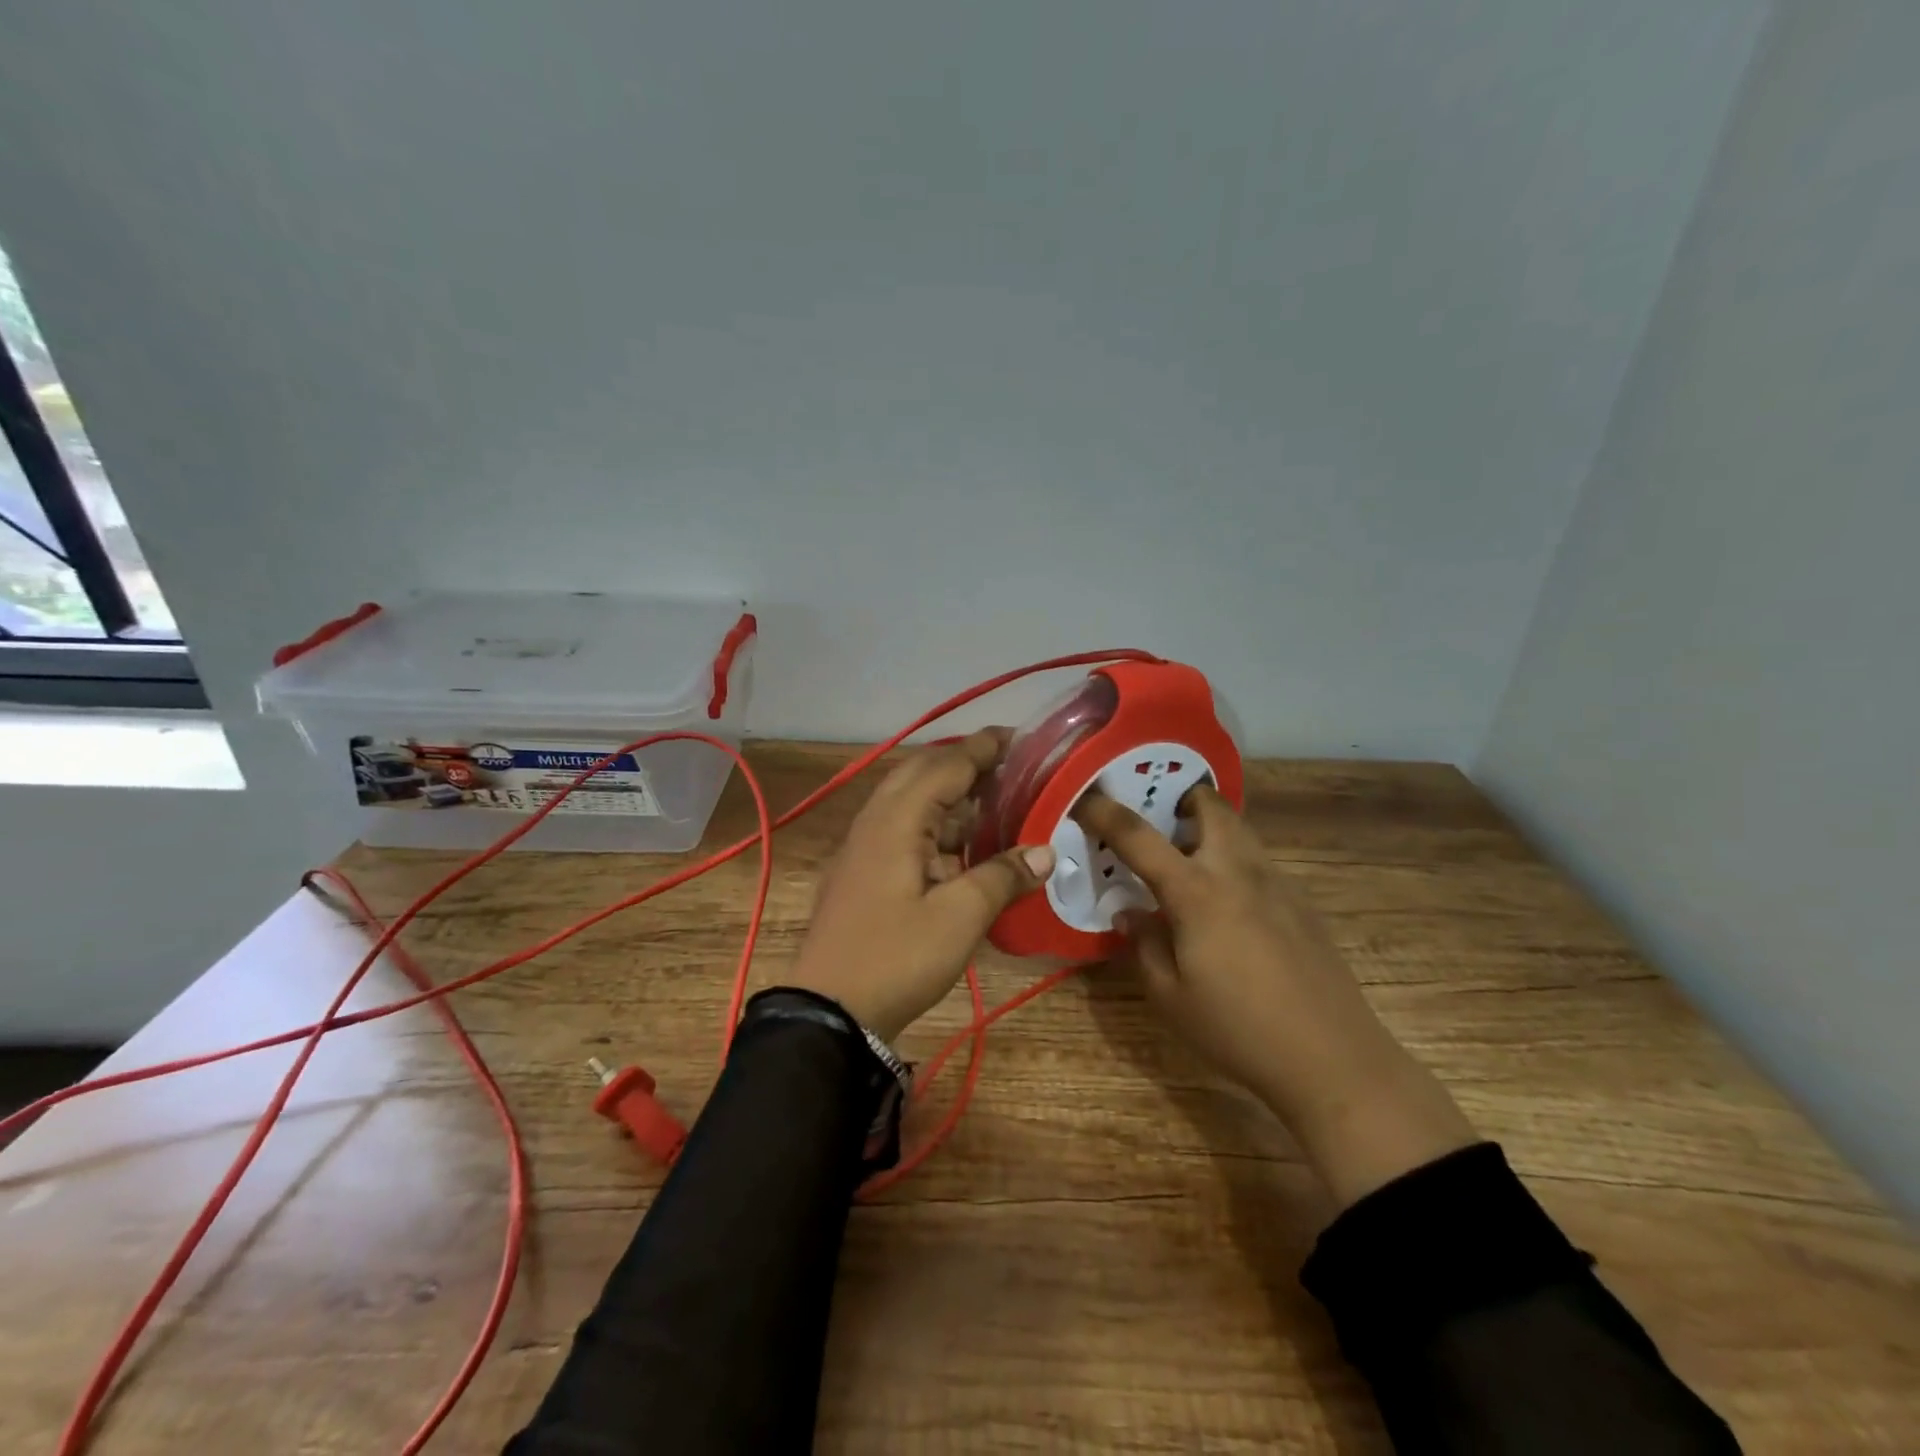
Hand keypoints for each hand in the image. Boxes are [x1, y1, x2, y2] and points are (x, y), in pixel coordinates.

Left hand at [787, 730, 1055, 1043]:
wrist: (828, 1011)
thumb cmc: (896, 957)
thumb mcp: (959, 918)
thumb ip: (1002, 876)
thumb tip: (1046, 851)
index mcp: (897, 819)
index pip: (947, 764)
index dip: (985, 748)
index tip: (1024, 738)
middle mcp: (878, 820)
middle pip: (925, 773)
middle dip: (968, 764)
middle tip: (1014, 768)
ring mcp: (867, 846)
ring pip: (915, 802)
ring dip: (954, 797)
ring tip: (1001, 801)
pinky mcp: (867, 871)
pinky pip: (907, 830)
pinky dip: (940, 827)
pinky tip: (968, 845)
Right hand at [1076, 785, 1475, 1206]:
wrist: (1333, 1059)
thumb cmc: (1237, 1029)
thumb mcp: (1169, 995)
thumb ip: (1143, 943)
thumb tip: (1130, 912)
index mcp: (1196, 891)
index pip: (1138, 835)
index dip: (1104, 811)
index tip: (1083, 797)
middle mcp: (1237, 871)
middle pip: (1210, 805)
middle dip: (1181, 798)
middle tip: (1159, 820)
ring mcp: (1277, 884)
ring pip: (1240, 829)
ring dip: (1210, 827)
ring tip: (1188, 860)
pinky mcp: (1302, 904)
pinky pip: (1259, 862)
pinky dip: (1234, 861)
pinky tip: (1229, 908)